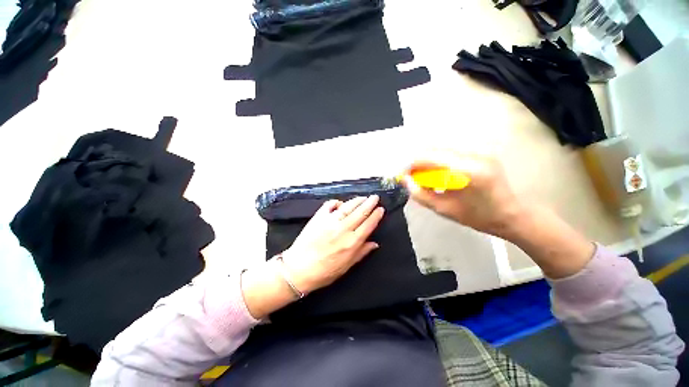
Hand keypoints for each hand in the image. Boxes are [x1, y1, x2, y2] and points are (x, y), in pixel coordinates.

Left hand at [281, 195, 384, 293]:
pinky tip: (340, 203)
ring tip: (363, 197)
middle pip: (360, 212)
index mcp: (352, 242)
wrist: (298, 269)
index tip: (381, 209)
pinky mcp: (318, 217)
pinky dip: (336, 202)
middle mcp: (343, 229)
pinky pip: (329, 205)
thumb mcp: (346, 266)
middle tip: (375, 197)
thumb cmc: (324, 272)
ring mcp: (330, 221)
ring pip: (348, 207)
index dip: (376, 216)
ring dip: (357, 200)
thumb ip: (361, 253)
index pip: (368, 225)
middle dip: (369, 203)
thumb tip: (374, 243)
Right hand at [402, 152, 594, 278]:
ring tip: (422, 178)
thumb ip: (420, 194)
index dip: (411, 164)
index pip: (430, 157)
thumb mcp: (444, 209)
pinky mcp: (479, 153)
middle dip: (417, 162)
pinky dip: (437, 163)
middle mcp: (474, 155)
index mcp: (467, 170)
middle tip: (410, 177)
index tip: (402, 175)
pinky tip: (437, 175)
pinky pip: (450, 154)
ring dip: (426, 162)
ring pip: (440, 150)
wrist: (511, 214)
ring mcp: (479, 151)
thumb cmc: (478, 216)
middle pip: (434, 150)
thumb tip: (405, 181)